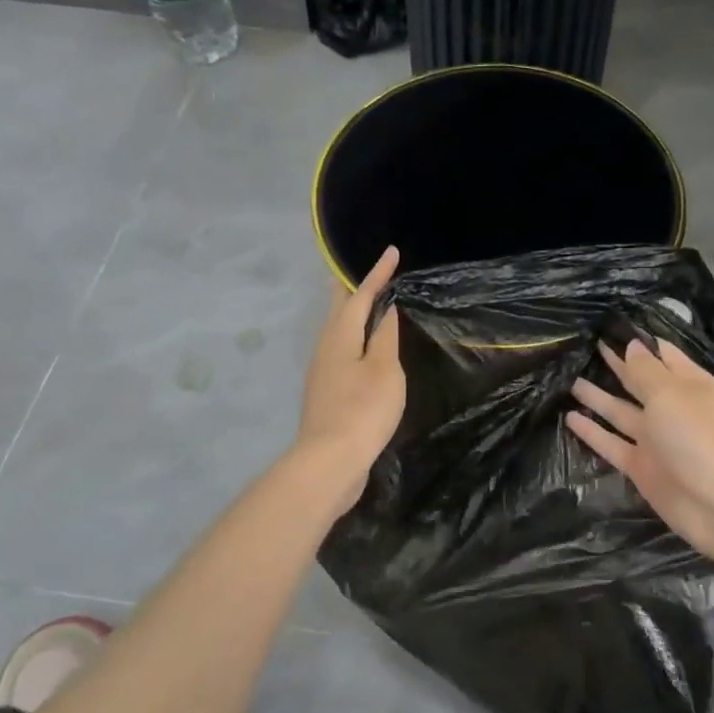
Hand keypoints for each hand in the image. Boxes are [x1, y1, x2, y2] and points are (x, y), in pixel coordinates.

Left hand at [296, 246, 405, 505]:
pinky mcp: (326, 392)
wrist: (331, 460)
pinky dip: (352, 337)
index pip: (360, 295)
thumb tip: (385, 309)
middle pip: (338, 310)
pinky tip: (361, 348)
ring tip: (363, 302)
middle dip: (351, 288)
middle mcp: (325, 348)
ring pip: (336, 331)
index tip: (391, 252)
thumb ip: (385, 337)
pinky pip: (340, 351)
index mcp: (340, 336)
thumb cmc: (363, 409)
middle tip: (361, 270)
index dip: (377, 274)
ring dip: (350, 313)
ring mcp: (322, 371)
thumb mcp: (384, 369)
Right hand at [568, 338, 713, 565]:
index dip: (640, 342)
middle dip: (618, 365)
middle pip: (639, 382)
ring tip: (571, 380)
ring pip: (621, 412)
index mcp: (689, 385)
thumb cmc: (696, 436)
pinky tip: (570, 417)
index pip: (663, 355)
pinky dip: (592, 431)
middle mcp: (671, 409)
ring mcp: (655, 439)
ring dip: (598, 397)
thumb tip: (632, 346)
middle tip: (589, 346)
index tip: (615, 326)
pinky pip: (611, 443)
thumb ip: (645, 371)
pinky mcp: (640, 465)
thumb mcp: (669, 394)